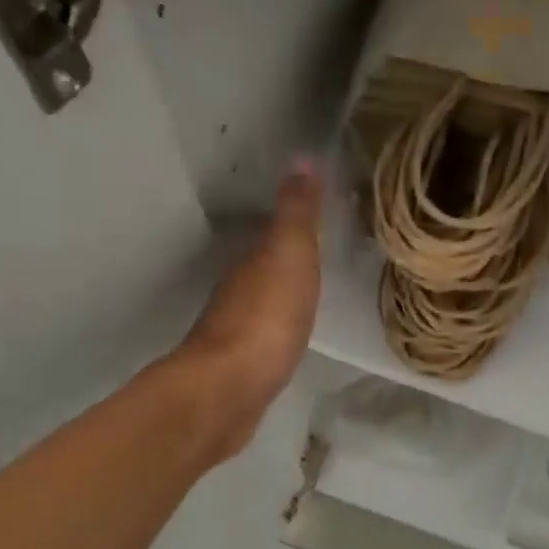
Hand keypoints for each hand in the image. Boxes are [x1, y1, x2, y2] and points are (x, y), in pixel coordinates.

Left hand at [177, 158, 322, 458]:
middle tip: (318, 256)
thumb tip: (301, 158)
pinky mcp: (240, 367)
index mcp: (250, 263)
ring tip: (309, 294)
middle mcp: (237, 292)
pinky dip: (276, 329)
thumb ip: (297, 214)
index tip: (318, 220)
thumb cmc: (266, 317)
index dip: (293, 227)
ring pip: (261, 303)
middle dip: (285, 262)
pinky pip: (264, 336)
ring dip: (279, 296)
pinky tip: (289, 336)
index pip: (272, 235)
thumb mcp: (289, 255)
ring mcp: (235, 332)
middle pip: (263, 269)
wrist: (230, 390)